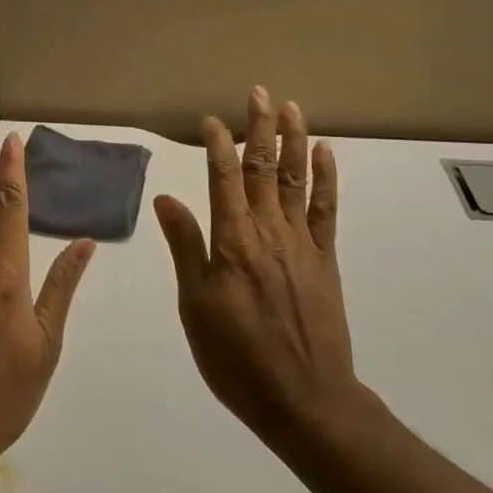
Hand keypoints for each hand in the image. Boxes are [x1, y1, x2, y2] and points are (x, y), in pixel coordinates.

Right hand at [153, 87, 360, 445]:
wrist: (304, 399)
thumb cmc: (237, 358)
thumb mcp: (196, 307)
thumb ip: (186, 247)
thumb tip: (167, 198)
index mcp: (233, 241)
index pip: (224, 177)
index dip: (218, 144)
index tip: (211, 120)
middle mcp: (269, 230)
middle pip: (264, 168)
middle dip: (260, 128)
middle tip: (260, 93)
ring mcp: (302, 242)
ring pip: (296, 179)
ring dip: (294, 141)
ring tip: (291, 108)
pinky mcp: (325, 258)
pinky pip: (325, 209)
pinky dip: (325, 179)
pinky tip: (325, 155)